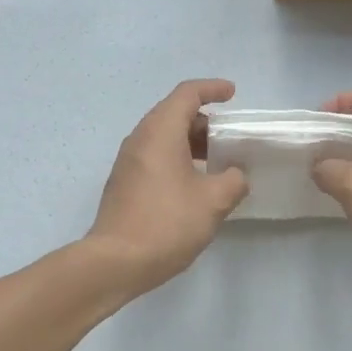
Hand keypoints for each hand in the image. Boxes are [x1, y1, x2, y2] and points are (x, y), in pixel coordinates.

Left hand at [86, 79, 249, 294]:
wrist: (116, 261)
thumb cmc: (166, 223)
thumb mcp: (213, 201)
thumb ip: (233, 181)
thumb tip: (235, 175)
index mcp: (160, 132)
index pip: (187, 94)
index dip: (212, 89)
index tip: (232, 94)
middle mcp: (140, 139)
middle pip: (173, 113)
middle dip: (204, 120)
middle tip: (229, 137)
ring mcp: (128, 162)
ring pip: (163, 137)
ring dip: (190, 142)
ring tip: (217, 161)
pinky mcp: (124, 183)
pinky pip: (154, 156)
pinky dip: (177, 158)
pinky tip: (195, 183)